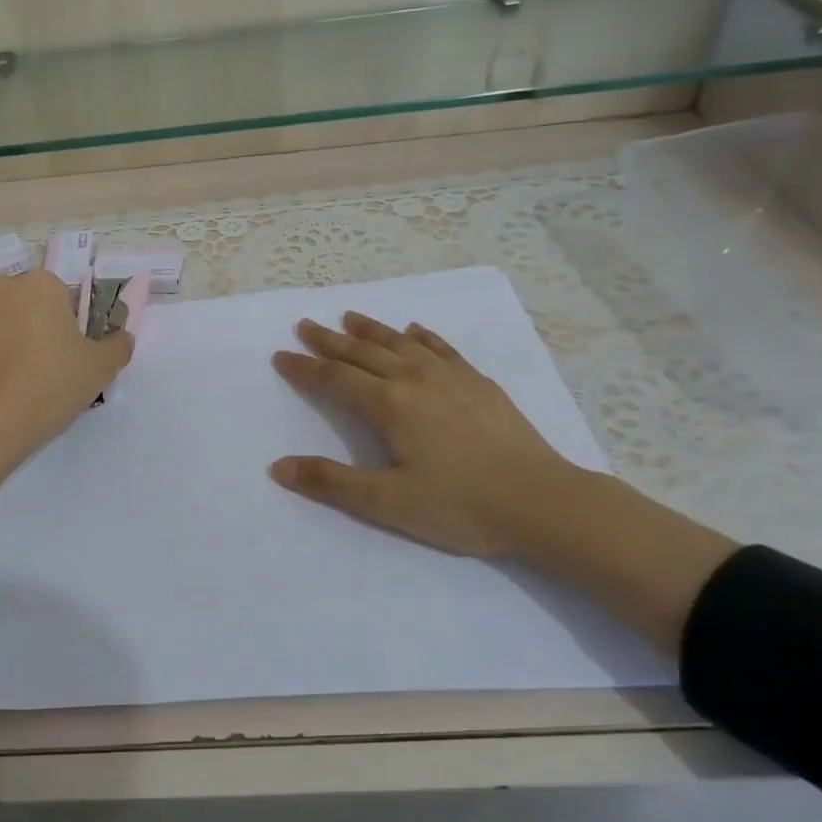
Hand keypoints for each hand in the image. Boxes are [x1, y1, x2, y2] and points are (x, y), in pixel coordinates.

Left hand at [0, 269, 133, 464]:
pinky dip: (0, 358)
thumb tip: (124, 338)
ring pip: (11, 324)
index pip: (67, 297)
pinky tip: (9, 388)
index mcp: (40, 283)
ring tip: (32, 381)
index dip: (76, 327)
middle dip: (46, 330)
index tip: (77, 355)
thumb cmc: (51, 383)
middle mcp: (3, 288)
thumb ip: (119, 346)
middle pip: (36, 307)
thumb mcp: (100, 367)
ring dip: (22, 342)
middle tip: (58, 368)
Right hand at [269, 311, 592, 555]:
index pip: (335, 378)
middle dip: (329, 339)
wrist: (543, 502)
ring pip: (400, 343)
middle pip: (363, 352)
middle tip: (305, 324)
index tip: (281, 356)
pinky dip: (421, 336)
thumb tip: (279, 467)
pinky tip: (414, 331)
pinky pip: (442, 348)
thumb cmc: (460, 505)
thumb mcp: (387, 502)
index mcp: (389, 404)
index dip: (305, 368)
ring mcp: (451, 376)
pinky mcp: (479, 382)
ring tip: (349, 316)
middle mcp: (415, 378)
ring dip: (371, 329)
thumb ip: (331, 482)